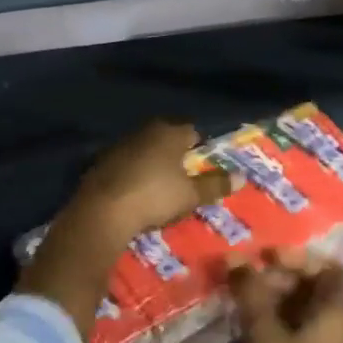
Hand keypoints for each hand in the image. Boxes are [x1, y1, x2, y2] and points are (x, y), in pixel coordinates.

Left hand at [20, 121, 233, 337]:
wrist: (103, 210)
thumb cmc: (154, 196)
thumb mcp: (191, 195)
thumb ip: (215, 185)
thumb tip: (241, 177)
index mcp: (169, 133)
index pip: (192, 132)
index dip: (200, 149)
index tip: (203, 167)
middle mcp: (145, 131)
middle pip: (167, 139)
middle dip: (176, 155)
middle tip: (184, 178)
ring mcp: (120, 145)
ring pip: (145, 150)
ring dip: (152, 163)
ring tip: (160, 187)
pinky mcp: (101, 162)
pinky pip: (126, 164)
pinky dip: (133, 174)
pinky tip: (135, 192)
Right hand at [231, 250, 342, 342]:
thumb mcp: (265, 336)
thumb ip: (251, 294)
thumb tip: (236, 258)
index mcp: (335, 313)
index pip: (328, 267)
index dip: (299, 256)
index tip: (265, 256)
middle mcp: (334, 328)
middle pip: (311, 287)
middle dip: (277, 276)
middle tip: (241, 276)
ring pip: (298, 311)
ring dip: (269, 300)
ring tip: (235, 296)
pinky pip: (291, 334)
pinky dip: (269, 323)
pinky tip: (241, 325)